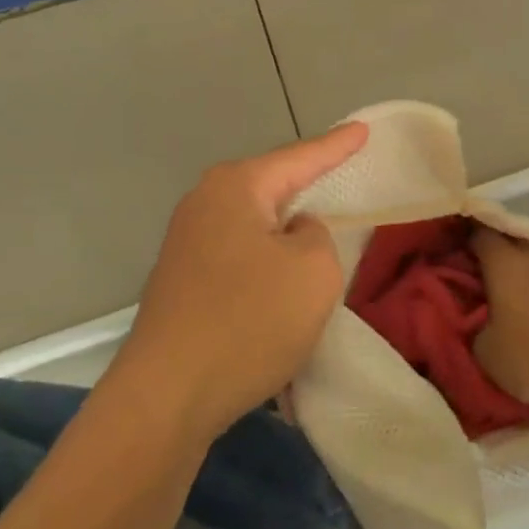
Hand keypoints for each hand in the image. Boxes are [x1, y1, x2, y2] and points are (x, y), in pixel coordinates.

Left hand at [118, 123, 367, 438]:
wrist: (164, 398)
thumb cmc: (247, 322)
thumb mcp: (313, 271)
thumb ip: (318, 236)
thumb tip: (294, 233)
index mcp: (236, 188)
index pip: (300, 157)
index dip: (337, 145)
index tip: (363, 129)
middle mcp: (204, 204)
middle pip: (272, 186)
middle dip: (308, 183)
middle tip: (344, 174)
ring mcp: (187, 244)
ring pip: (255, 224)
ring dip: (287, 232)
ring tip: (321, 228)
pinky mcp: (182, 282)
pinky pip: (240, 255)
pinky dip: (267, 262)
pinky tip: (282, 280)